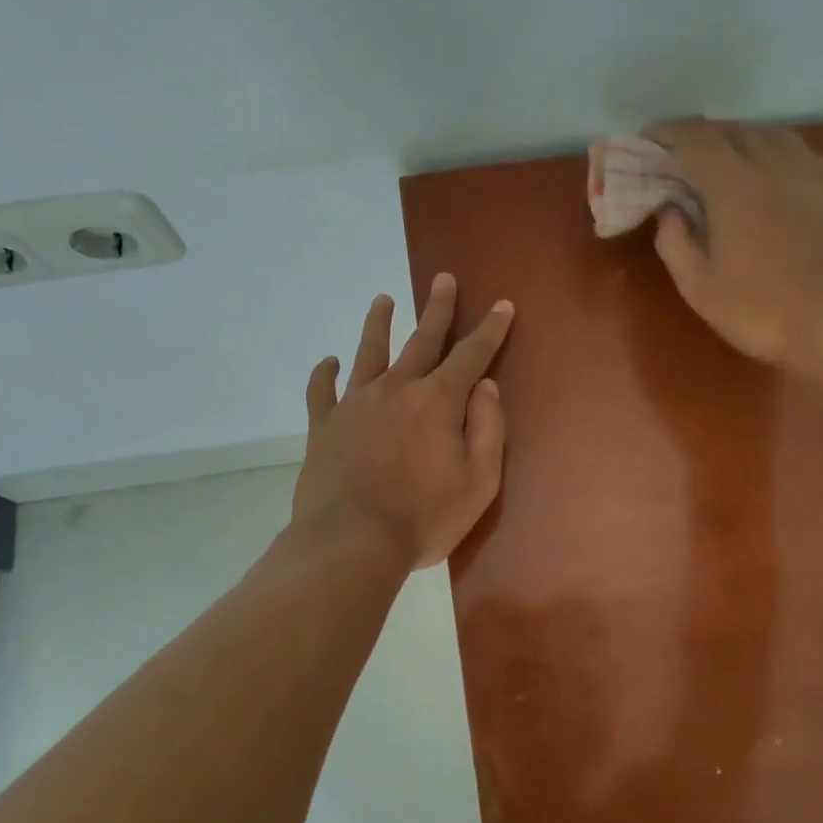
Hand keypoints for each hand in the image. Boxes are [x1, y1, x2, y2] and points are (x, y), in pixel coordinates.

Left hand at [292, 274, 513, 569]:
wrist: (350, 543)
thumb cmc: (423, 518)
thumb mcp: (478, 482)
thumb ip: (488, 429)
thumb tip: (487, 387)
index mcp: (438, 402)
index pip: (471, 355)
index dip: (490, 329)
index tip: (501, 305)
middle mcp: (396, 390)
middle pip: (421, 340)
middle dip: (437, 309)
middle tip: (443, 279)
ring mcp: (355, 404)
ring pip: (369, 352)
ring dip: (378, 324)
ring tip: (382, 299)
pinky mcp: (323, 426)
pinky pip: (321, 391)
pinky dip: (324, 373)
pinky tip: (328, 362)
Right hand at [646, 118, 822, 369]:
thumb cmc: (760, 310)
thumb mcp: (698, 287)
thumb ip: (673, 241)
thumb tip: (670, 210)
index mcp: (734, 184)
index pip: (695, 138)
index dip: (667, 132)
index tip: (648, 140)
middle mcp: (773, 163)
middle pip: (731, 130)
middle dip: (698, 136)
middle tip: (678, 156)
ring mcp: (810, 170)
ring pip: (767, 134)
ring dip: (736, 140)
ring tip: (721, 161)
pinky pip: (795, 151)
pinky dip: (770, 152)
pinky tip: (767, 175)